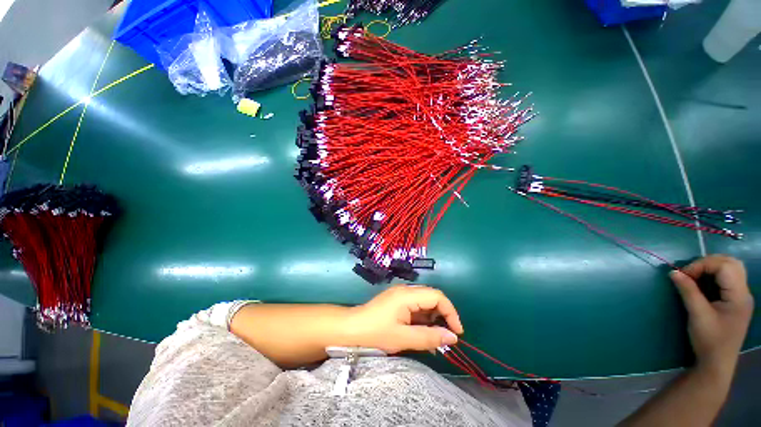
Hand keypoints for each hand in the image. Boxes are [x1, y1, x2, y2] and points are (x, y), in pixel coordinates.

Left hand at [347, 285, 463, 353]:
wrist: (351, 329)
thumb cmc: (375, 333)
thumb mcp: (403, 338)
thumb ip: (429, 337)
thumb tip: (453, 338)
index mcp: (407, 295)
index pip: (437, 296)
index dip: (450, 312)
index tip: (457, 332)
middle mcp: (406, 291)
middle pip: (432, 298)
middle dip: (443, 316)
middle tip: (447, 337)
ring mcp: (401, 295)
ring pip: (425, 303)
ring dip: (433, 320)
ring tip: (436, 339)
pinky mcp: (397, 302)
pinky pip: (416, 308)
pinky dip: (423, 320)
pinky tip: (424, 334)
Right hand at [670, 255, 753, 370]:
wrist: (717, 363)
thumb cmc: (709, 340)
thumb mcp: (697, 316)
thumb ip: (688, 291)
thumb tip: (673, 272)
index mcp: (739, 296)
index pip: (724, 266)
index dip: (702, 265)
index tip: (684, 274)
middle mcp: (744, 292)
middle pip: (731, 263)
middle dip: (708, 262)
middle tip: (690, 272)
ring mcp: (741, 297)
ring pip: (731, 268)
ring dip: (711, 267)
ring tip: (695, 276)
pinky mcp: (735, 301)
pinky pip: (727, 278)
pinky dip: (714, 275)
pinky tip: (703, 284)